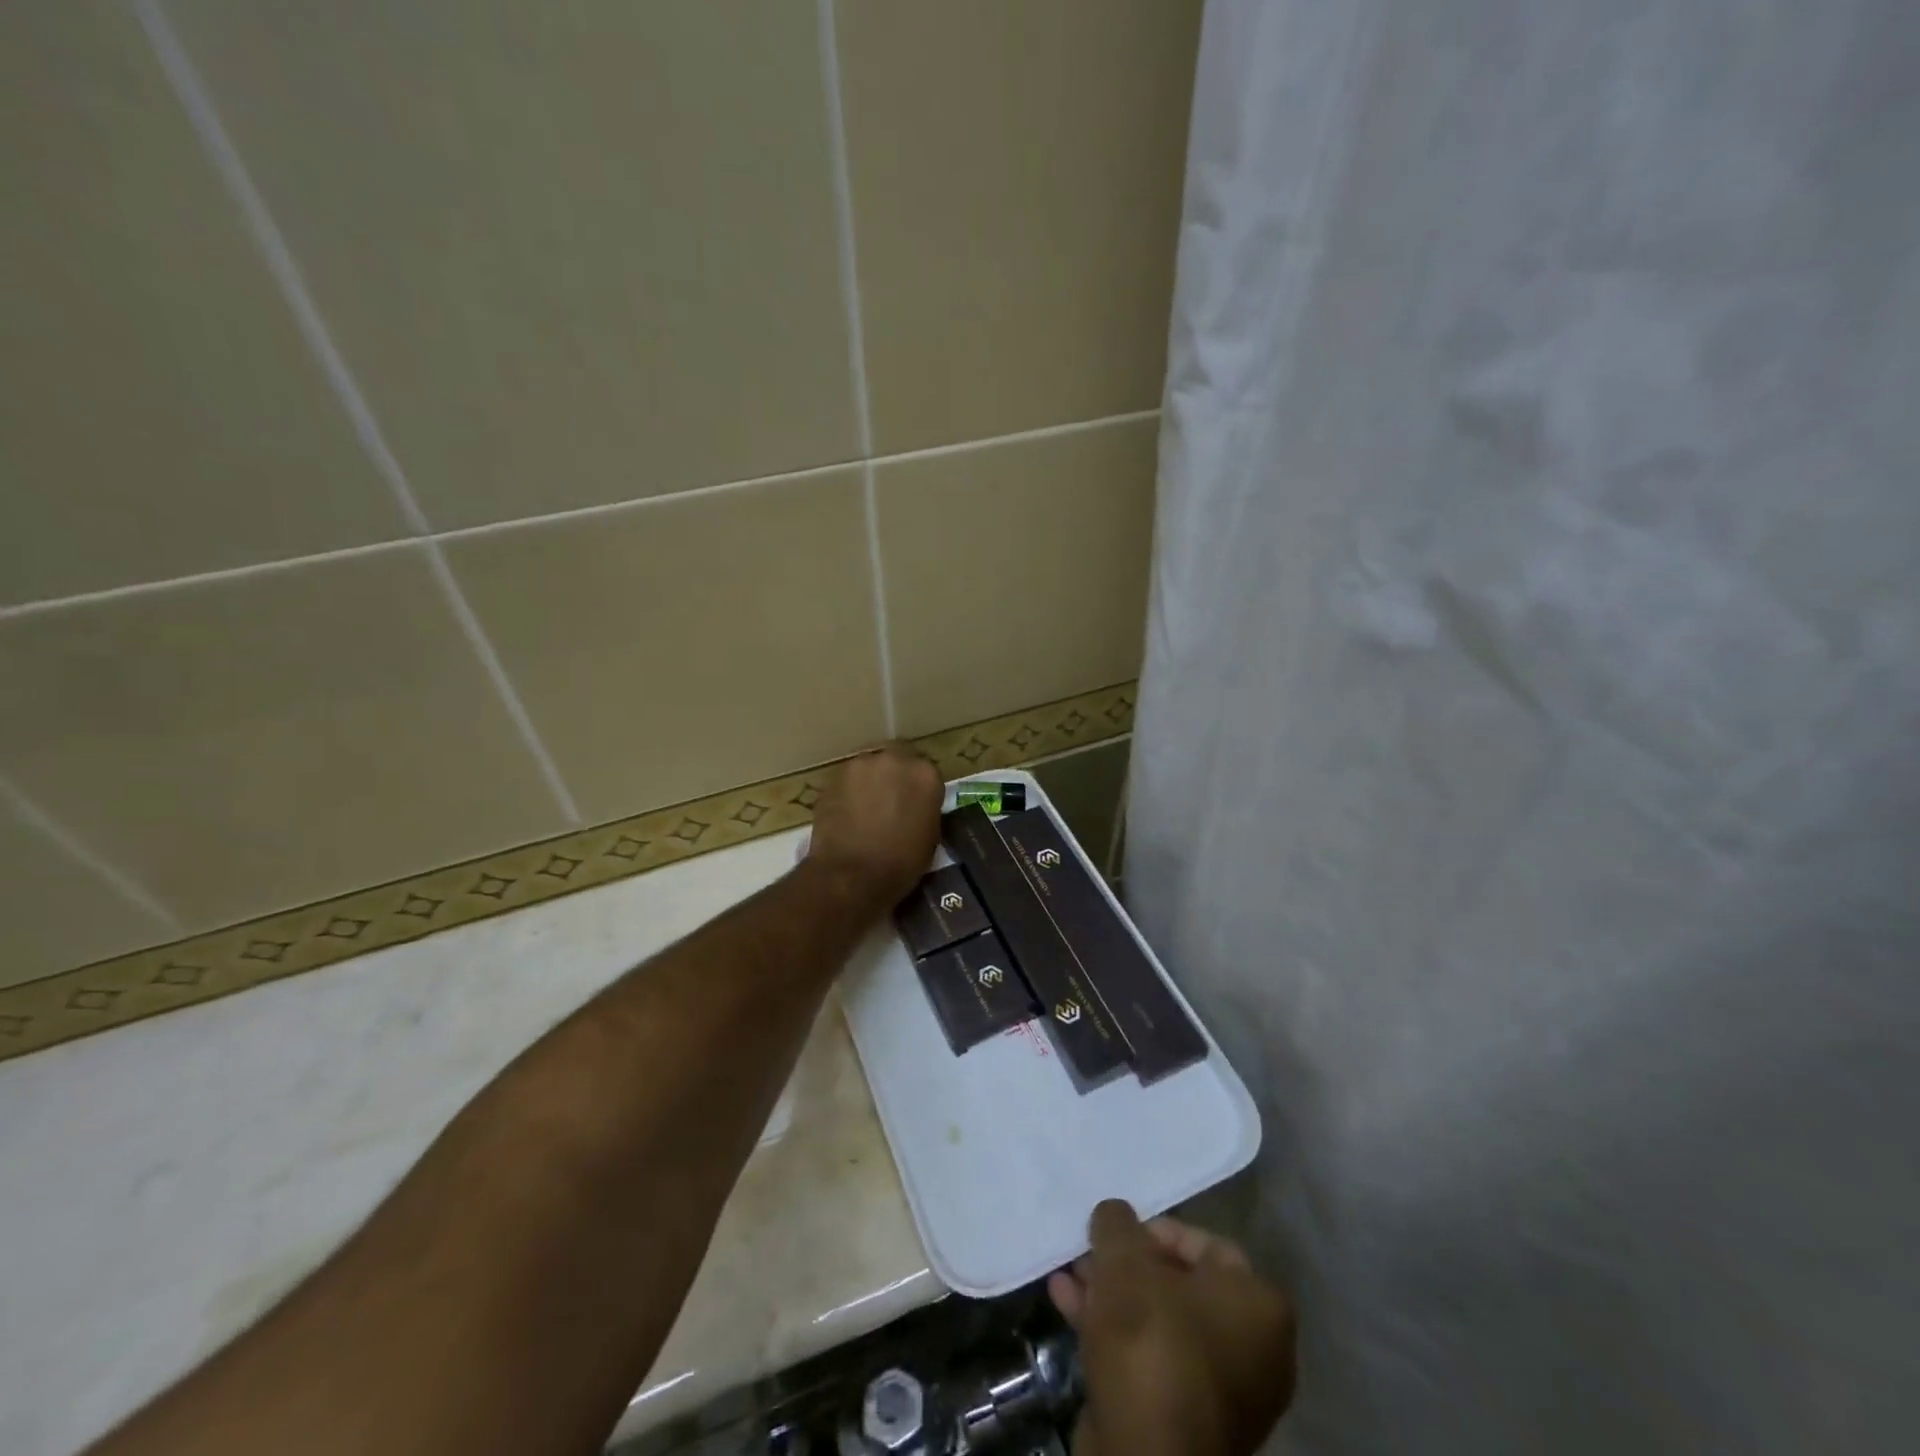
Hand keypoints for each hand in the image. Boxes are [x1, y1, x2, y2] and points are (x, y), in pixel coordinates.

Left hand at [806, 743, 942, 910]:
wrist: (851, 876)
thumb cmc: (901, 864)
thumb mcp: (930, 836)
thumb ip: (925, 808)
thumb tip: (915, 805)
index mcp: (925, 774)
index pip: (925, 770)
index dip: (919, 786)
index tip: (915, 801)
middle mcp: (893, 760)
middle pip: (896, 757)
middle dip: (894, 774)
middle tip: (891, 799)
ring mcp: (859, 766)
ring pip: (868, 766)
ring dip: (870, 781)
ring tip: (866, 808)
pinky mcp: (832, 779)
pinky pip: (847, 781)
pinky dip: (849, 793)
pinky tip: (847, 815)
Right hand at [1049, 1202, 1294, 1455]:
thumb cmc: (1150, 1340)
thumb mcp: (1125, 1259)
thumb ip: (1117, 1223)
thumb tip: (1114, 1215)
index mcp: (1259, 1306)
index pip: (1206, 1243)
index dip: (1155, 1229)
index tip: (1117, 1233)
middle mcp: (1255, 1350)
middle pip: (1179, 1283)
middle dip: (1127, 1265)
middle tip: (1089, 1252)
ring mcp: (1222, 1392)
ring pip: (1159, 1321)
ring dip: (1112, 1293)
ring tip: (1070, 1274)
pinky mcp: (1186, 1422)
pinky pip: (1149, 1357)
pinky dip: (1112, 1329)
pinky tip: (1066, 1303)